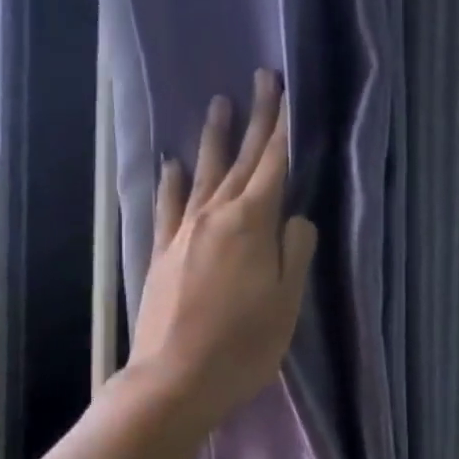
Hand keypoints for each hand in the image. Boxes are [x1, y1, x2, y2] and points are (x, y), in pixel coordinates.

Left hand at [128, 72, 318, 428]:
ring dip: (214, 140)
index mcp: (252, 225)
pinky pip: (168, 208)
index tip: (290, 91)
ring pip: (203, 175)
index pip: (275, 165)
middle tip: (261, 78)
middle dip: (256, 120)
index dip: (284, 128)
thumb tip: (296, 220)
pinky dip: (172, 184)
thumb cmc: (242, 348)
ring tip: (219, 104)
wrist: (174, 379)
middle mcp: (215, 217)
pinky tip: (172, 165)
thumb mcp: (286, 305)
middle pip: (241, 161)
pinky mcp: (162, 256)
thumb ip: (295, 254)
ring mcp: (183, 234)